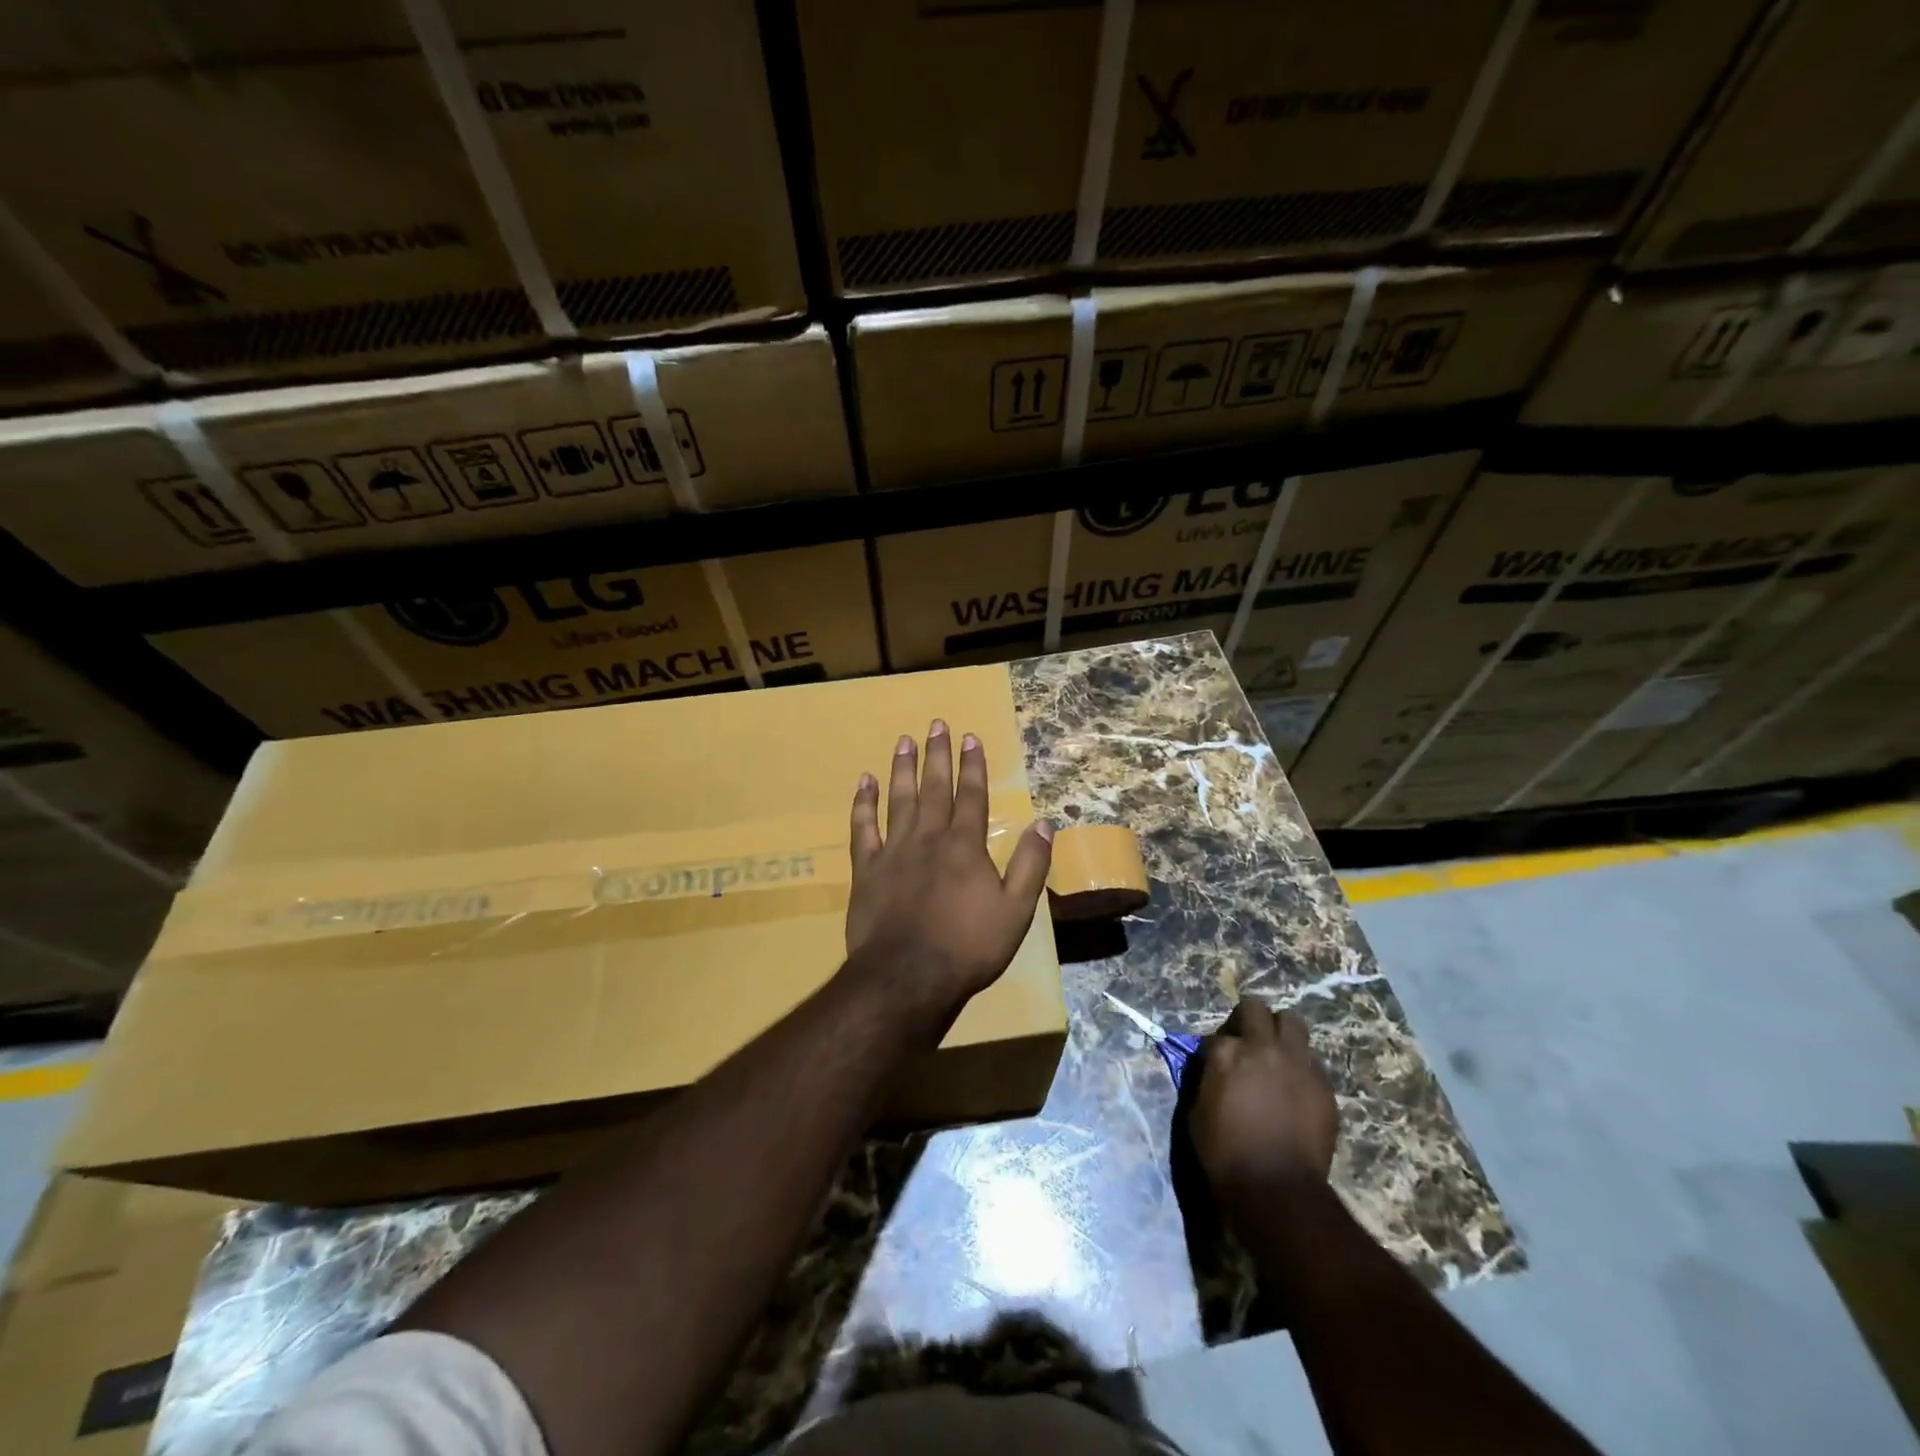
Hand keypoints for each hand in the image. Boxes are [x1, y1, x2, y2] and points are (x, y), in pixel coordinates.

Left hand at [844, 721, 1053, 1028]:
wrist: (908, 977)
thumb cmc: (968, 947)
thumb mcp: (1016, 911)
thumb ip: (1030, 865)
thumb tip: (1043, 823)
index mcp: (965, 846)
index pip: (971, 795)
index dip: (972, 765)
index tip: (970, 737)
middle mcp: (929, 838)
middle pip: (934, 788)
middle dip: (937, 755)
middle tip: (936, 725)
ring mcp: (893, 851)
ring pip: (898, 799)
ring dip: (902, 769)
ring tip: (903, 741)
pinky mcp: (866, 869)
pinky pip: (862, 828)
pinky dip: (863, 804)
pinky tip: (863, 782)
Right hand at [1190, 997, 1339, 1201]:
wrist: (1277, 1189)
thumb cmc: (1225, 1154)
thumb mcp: (1198, 1112)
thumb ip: (1208, 1078)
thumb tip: (1214, 1067)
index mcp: (1227, 1053)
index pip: (1219, 1034)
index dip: (1218, 1048)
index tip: (1218, 1063)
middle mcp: (1262, 1048)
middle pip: (1256, 1009)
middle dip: (1249, 1019)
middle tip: (1247, 1041)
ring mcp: (1297, 1064)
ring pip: (1292, 1023)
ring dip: (1281, 1033)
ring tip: (1276, 1056)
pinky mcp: (1323, 1085)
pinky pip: (1312, 1061)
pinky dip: (1301, 1067)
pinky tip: (1295, 1089)